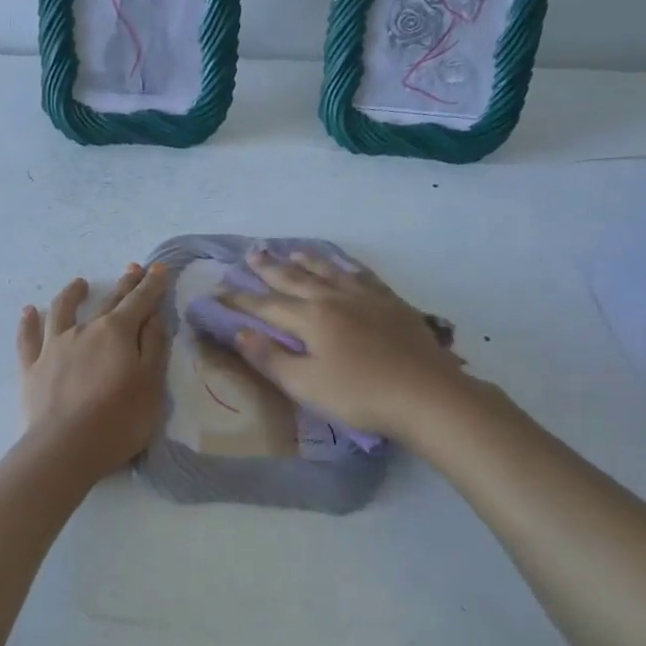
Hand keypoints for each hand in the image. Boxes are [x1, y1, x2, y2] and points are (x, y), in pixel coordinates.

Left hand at [17, 264, 170, 476]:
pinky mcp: (32, 367)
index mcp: (117, 332)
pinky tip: (29, 311)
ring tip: (79, 284)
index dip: (151, 285)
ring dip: (72, 294)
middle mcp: (85, 330)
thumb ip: (154, 346)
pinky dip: (29, 322)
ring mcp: (54, 346)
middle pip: (108, 302)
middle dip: (124, 285)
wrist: (66, 447)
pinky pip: (28, 338)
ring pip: (62, 310)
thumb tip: (153, 315)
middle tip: (133, 269)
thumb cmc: (119, 419)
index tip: (159, 268)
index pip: (140, 301)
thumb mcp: (151, 383)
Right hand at [219, 249, 467, 437]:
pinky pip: (363, 275)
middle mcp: (334, 299)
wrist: (429, 395)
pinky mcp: (392, 303)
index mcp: (310, 318)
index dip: (239, 300)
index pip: (265, 306)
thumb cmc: (360, 395)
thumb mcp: (306, 384)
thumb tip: (239, 332)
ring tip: (291, 250)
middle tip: (251, 253)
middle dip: (269, 268)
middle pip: (294, 279)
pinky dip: (346, 266)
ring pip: (328, 271)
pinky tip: (344, 266)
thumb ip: (270, 357)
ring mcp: (366, 297)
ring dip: (306, 260)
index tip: (216, 292)